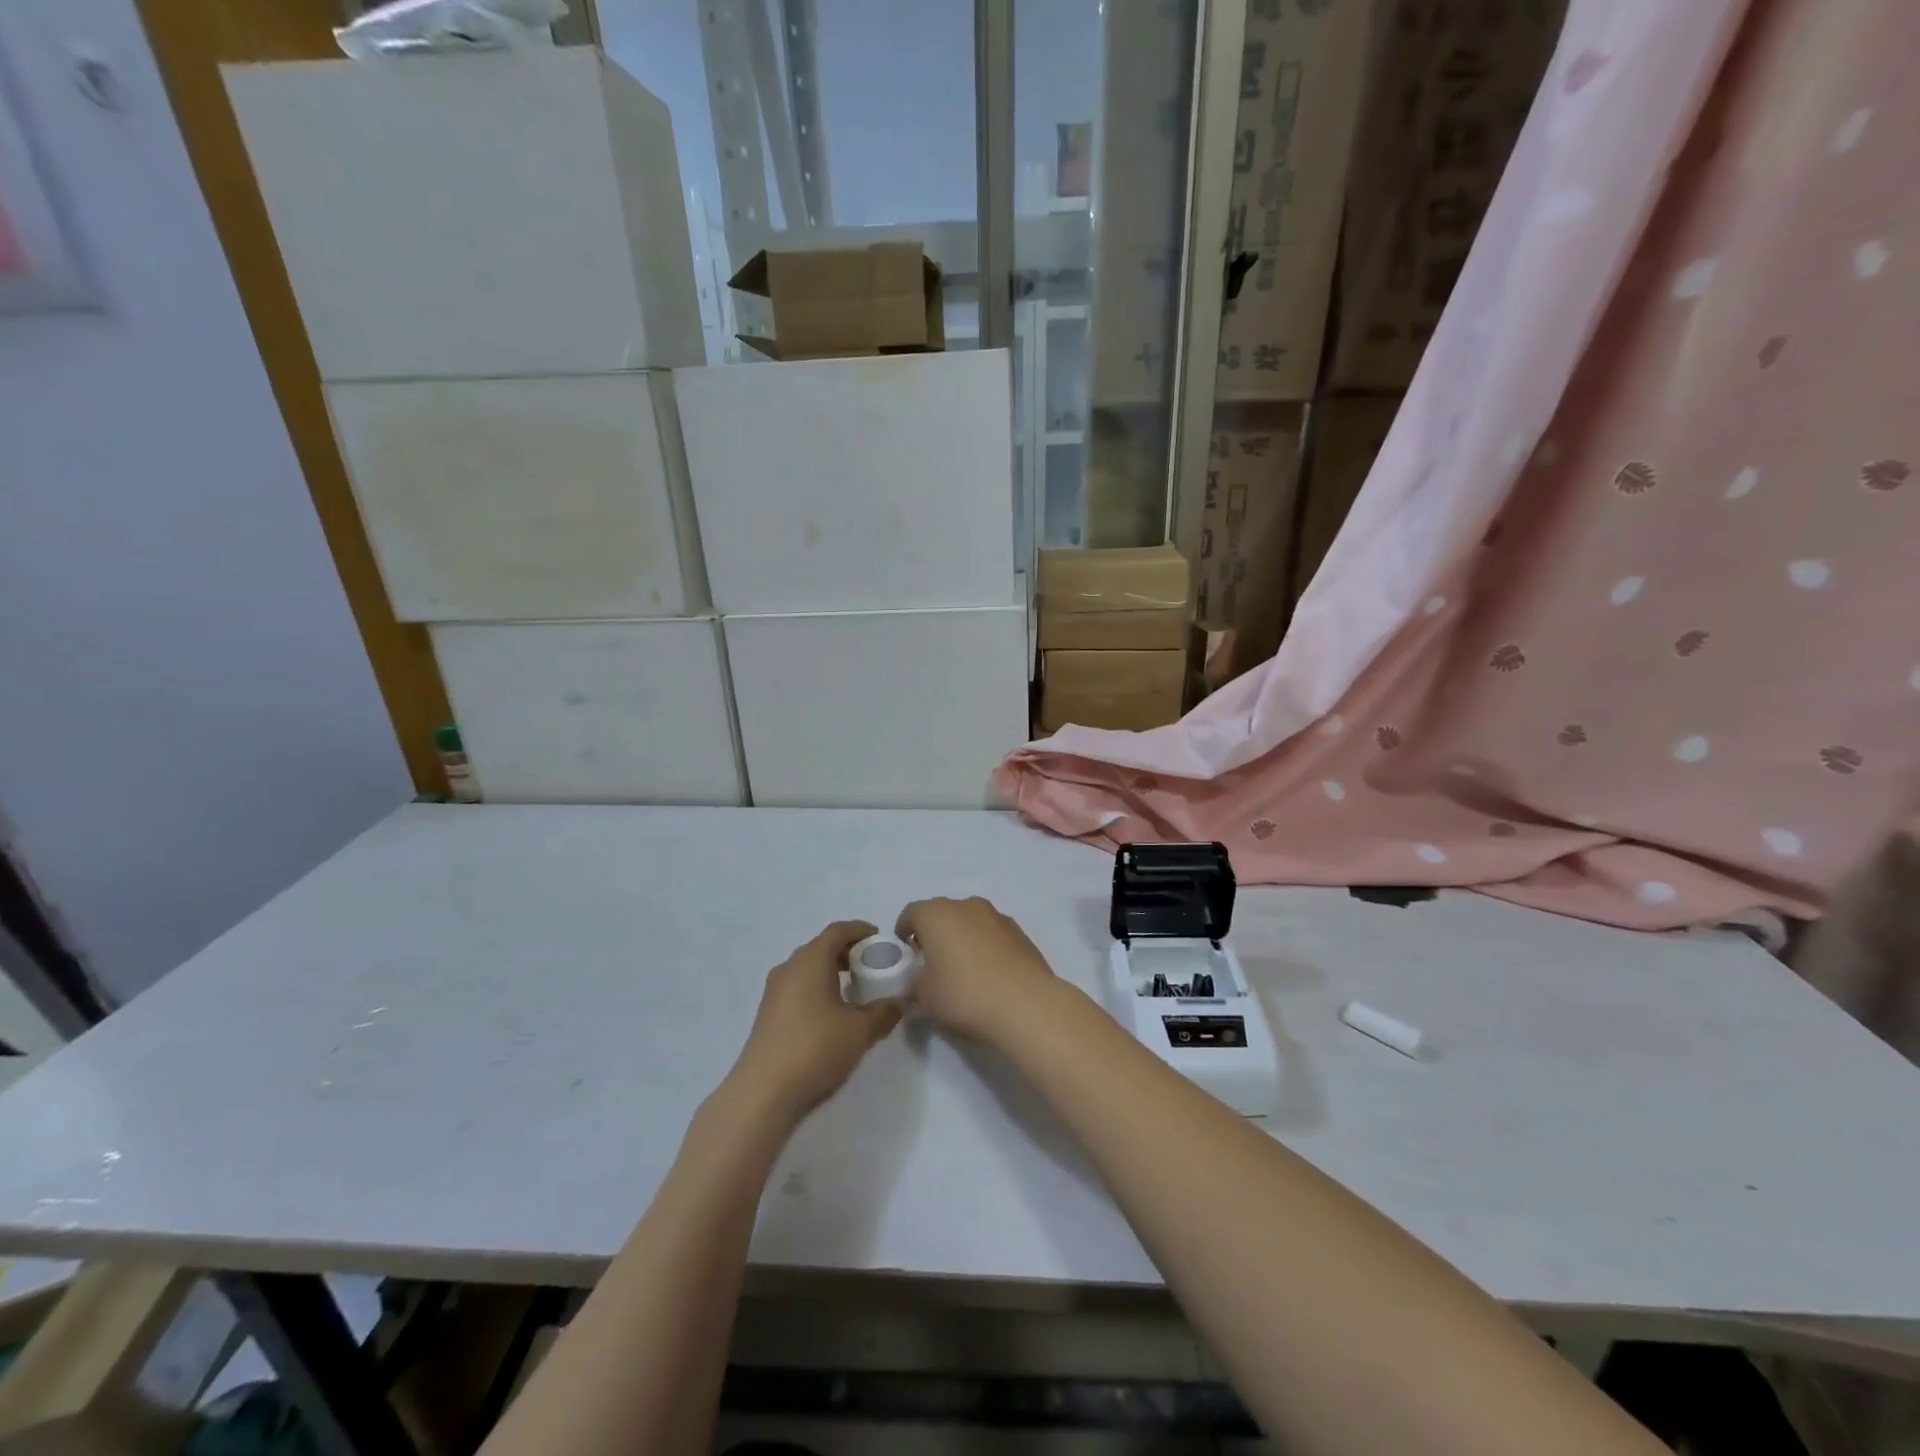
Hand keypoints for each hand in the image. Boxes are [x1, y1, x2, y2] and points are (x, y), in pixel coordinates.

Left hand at [731, 920, 902, 1117]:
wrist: (763, 1093)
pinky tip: (831, 1014)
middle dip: (847, 952)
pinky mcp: (767, 1014)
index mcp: (811, 960)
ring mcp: (774, 991)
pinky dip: (817, 988)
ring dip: (831, 972)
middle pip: (821, 947)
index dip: (860, 930)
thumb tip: (902, 1000)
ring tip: (854, 992)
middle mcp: (789, 967)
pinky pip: (797, 987)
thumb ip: (886, 1011)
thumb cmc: (815, 1049)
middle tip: (872, 966)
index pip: (837, 930)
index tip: (880, 939)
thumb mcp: (861, 1031)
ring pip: (807, 968)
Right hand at [896, 897, 1058, 1041]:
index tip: (904, 955)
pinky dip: (986, 948)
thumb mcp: (923, 997)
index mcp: (936, 914)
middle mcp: (967, 905)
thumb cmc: (964, 994)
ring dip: (962, 939)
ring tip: (963, 971)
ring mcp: (997, 916)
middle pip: (942, 914)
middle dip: (934, 934)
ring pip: (970, 922)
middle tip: (931, 964)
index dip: (904, 932)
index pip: (911, 913)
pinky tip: (989, 975)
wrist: (1025, 1004)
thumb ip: (914, 984)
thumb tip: (917, 984)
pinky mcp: (1020, 933)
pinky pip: (992, 935)